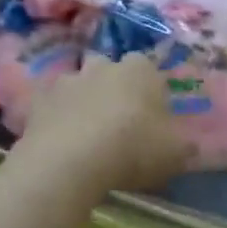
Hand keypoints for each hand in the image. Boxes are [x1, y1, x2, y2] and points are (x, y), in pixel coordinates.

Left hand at [16, 53, 193, 193]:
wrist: (69, 161)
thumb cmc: (133, 149)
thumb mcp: (175, 153)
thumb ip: (183, 144)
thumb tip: (188, 143)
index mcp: (141, 70)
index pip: (149, 67)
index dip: (151, 89)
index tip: (153, 114)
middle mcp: (104, 66)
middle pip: (111, 69)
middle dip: (114, 87)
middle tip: (119, 120)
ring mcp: (68, 80)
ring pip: (79, 84)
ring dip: (84, 100)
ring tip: (87, 132)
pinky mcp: (38, 100)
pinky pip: (51, 105)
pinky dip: (56, 117)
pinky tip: (61, 140)